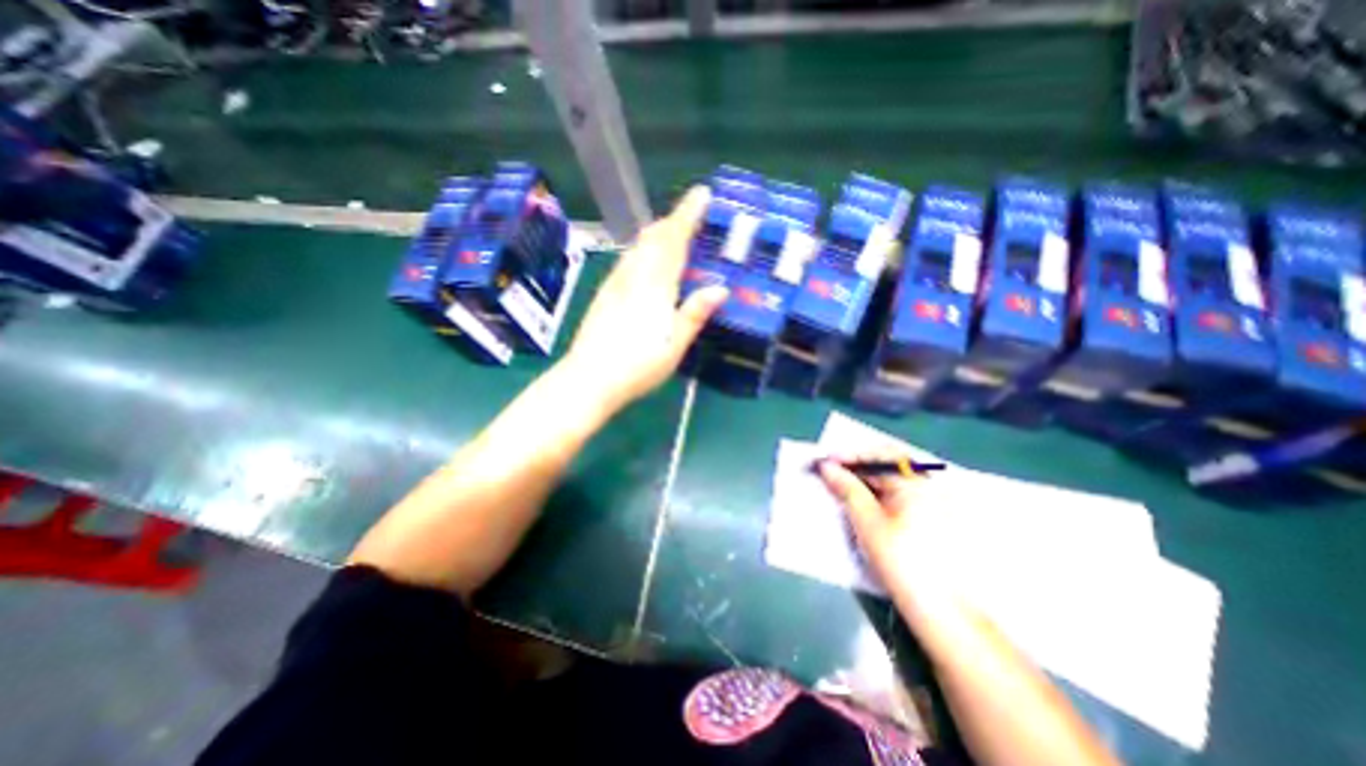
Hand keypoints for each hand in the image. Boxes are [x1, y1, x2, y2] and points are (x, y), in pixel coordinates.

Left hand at [560, 186, 731, 412]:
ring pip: (637, 246)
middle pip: (653, 236)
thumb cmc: (638, 365)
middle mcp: (633, 275)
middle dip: (673, 220)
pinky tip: (646, 265)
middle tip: (692, 216)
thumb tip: (720, 288)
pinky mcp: (604, 293)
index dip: (688, 214)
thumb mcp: (675, 343)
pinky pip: (627, 260)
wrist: (588, 378)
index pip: (674, 239)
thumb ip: (694, 313)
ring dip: (657, 234)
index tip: (702, 193)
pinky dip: (643, 251)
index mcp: (655, 284)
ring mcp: (614, 283)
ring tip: (673, 236)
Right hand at [815, 460, 953, 591]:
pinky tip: (859, 504)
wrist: (942, 613)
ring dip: (863, 481)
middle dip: (855, 467)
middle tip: (828, 473)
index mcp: (916, 483)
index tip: (824, 461)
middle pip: (885, 466)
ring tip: (838, 487)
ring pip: (889, 481)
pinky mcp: (928, 520)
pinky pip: (896, 496)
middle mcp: (927, 487)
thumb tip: (827, 467)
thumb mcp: (868, 523)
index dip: (849, 456)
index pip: (878, 455)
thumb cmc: (902, 563)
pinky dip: (875, 495)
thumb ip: (847, 489)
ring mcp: (930, 504)